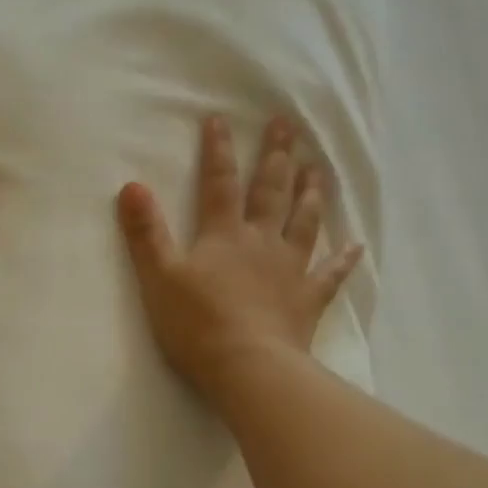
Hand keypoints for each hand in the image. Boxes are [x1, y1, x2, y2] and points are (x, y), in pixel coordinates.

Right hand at [117, 113, 362, 395]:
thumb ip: (146, 232)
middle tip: (286, 126)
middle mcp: (261, 243)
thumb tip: (131, 186)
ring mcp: (289, 270)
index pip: (219, 183)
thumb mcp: (159, 277)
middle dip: (276, 157)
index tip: (220, 119)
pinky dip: (343, 260)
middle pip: (270, 192)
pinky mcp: (307, 300)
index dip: (218, 151)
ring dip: (310, 193)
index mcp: (224, 236)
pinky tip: (356, 246)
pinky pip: (330, 274)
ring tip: (317, 169)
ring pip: (303, 223)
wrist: (247, 367)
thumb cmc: (196, 324)